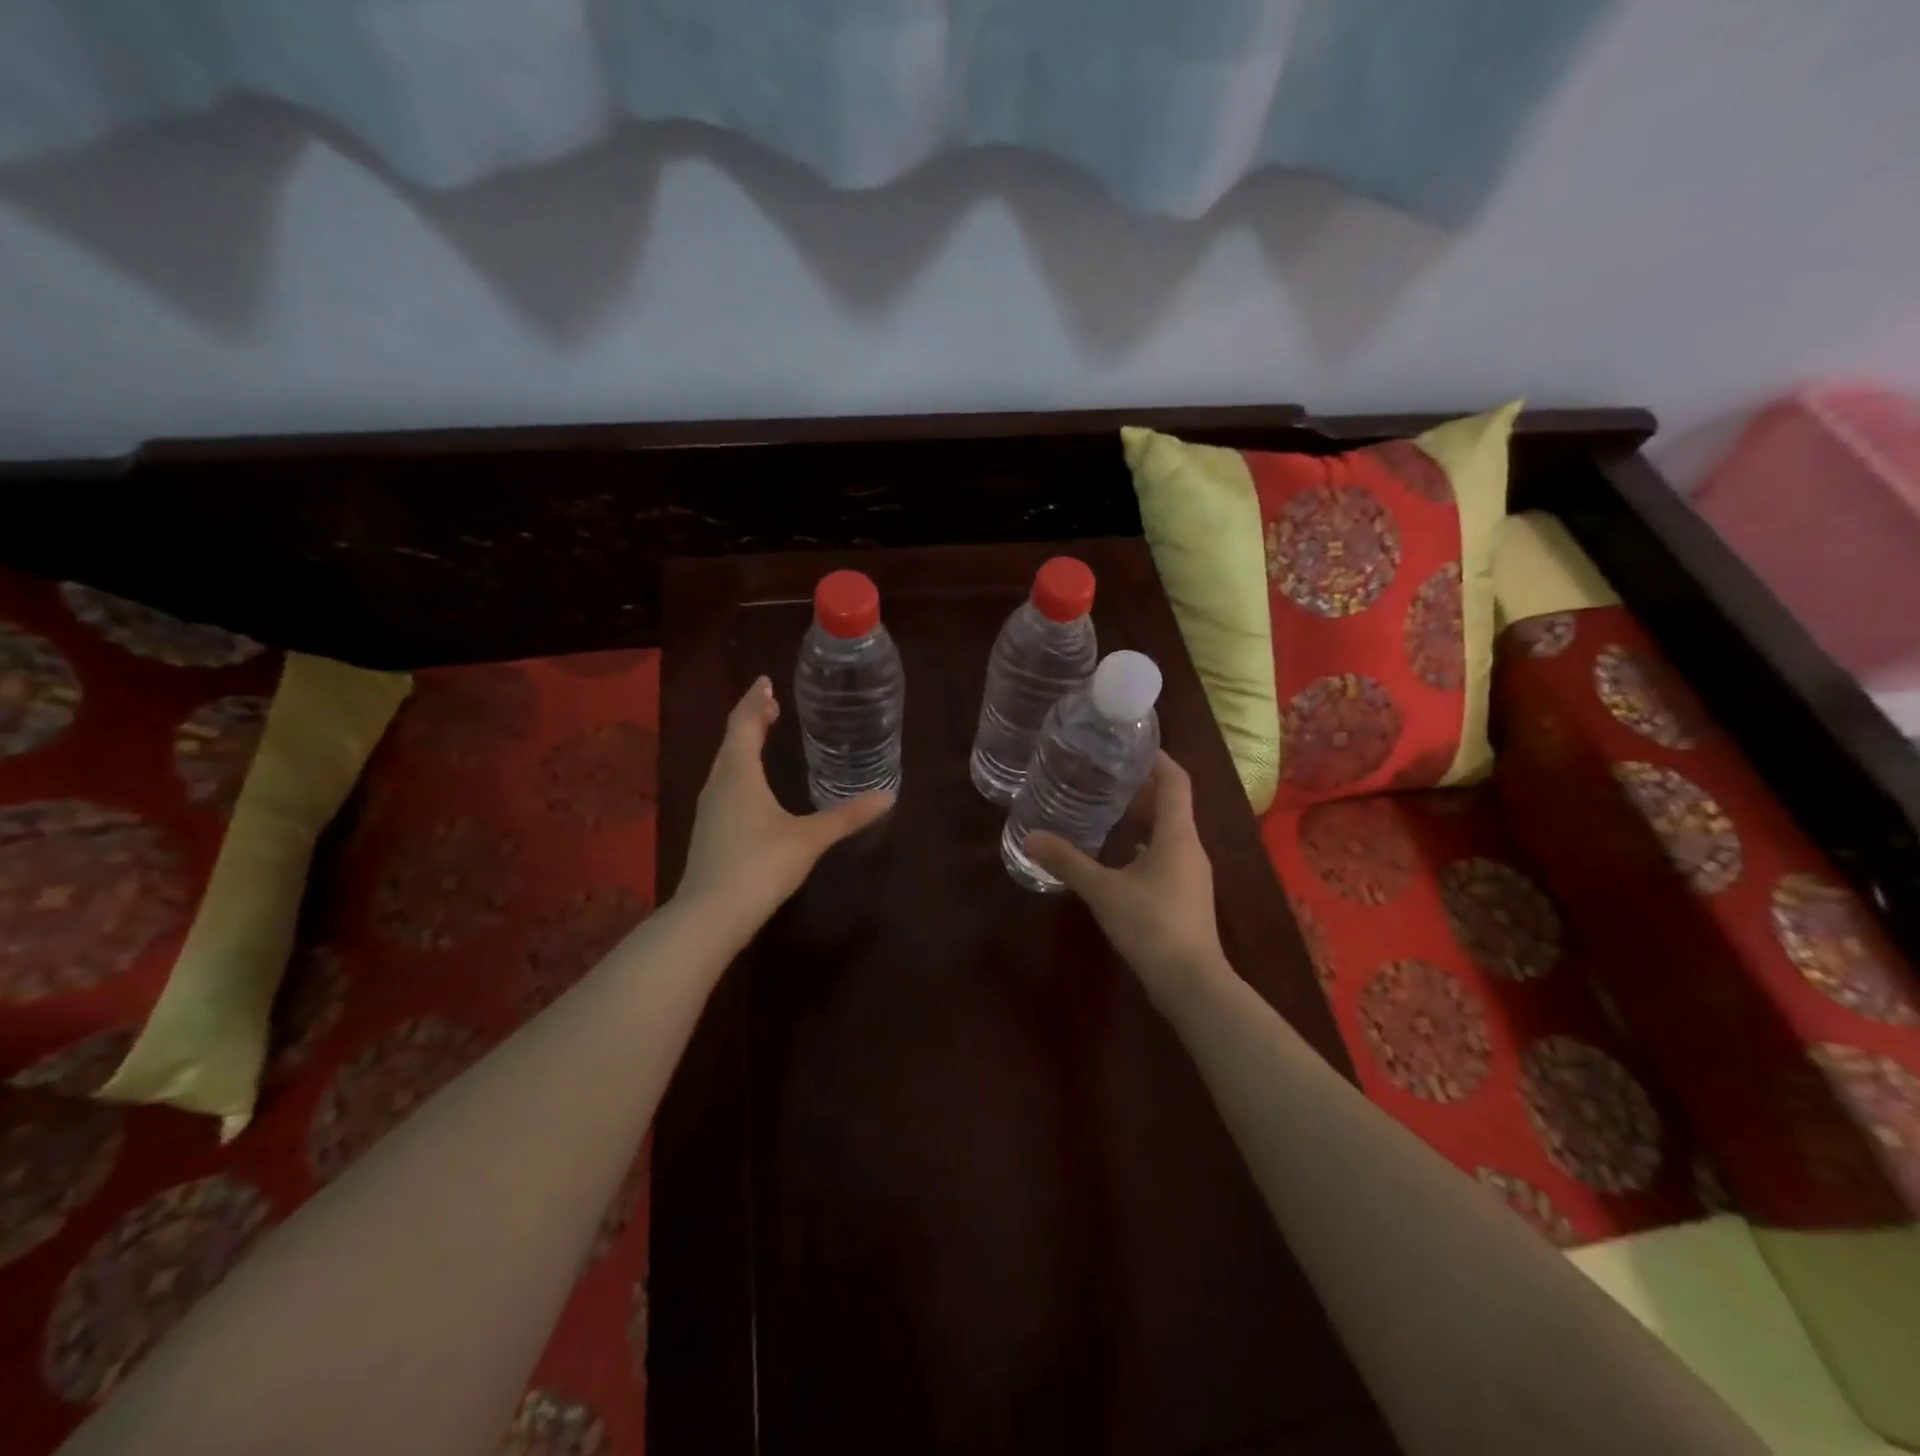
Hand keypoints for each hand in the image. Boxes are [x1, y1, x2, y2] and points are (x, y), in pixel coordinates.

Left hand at [677, 677, 893, 931]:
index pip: (744, 723)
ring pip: (725, 763)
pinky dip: (739, 769)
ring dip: (743, 743)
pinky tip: (752, 786)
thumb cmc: (760, 865)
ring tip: (762, 735)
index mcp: (739, 774)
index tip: (766, 682)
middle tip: (771, 704)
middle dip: (751, 719)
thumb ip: (846, 817)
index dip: (755, 700)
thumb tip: (887, 796)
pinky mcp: (709, 830)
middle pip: (732, 740)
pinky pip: (724, 784)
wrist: (710, 915)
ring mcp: (709, 808)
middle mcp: (719, 783)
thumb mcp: (809, 839)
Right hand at [1027, 752, 1229, 1006]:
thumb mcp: (1103, 890)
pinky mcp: (1186, 894)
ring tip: (1107, 808)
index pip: (1176, 780)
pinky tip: (1118, 855)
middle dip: (1141, 786)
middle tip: (1105, 773)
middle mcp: (1190, 847)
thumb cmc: (1151, 925)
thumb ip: (1067, 862)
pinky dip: (1144, 844)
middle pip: (1171, 803)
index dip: (1157, 757)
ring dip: (1143, 816)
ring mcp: (1191, 872)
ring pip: (1169, 830)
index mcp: (1177, 835)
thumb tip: (1030, 837)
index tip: (1129, 744)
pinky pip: (1166, 854)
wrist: (1191, 982)